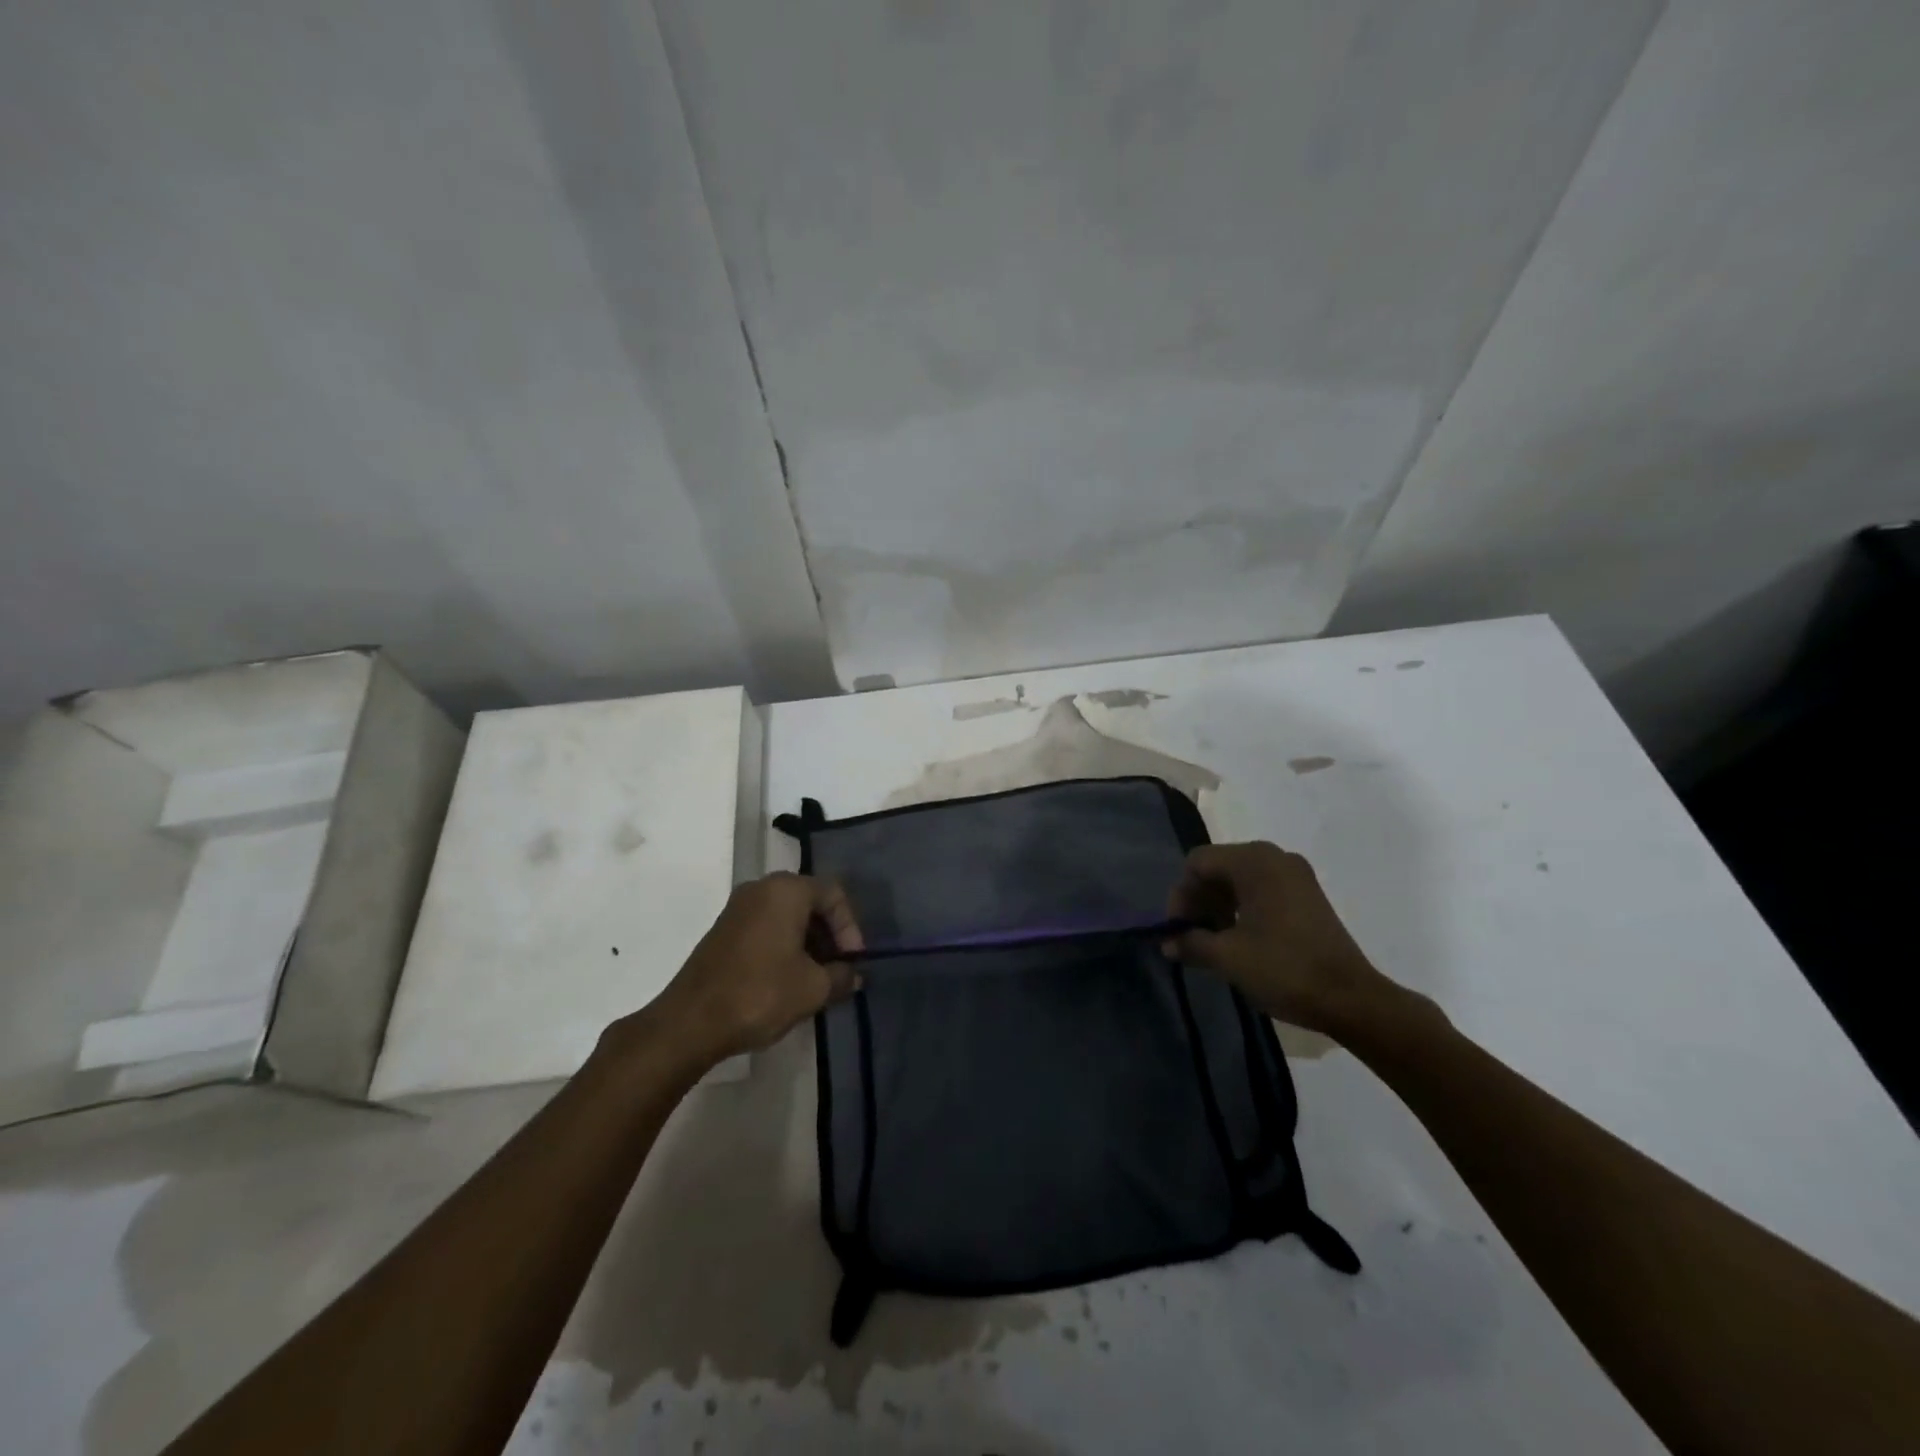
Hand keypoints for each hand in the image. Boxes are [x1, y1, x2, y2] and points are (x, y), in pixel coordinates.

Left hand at [630, 872, 864, 1068]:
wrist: (690, 1022)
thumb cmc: (760, 994)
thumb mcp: (813, 988)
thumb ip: (842, 976)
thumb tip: (853, 975)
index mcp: (786, 890)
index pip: (833, 894)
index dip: (850, 927)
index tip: (852, 961)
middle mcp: (761, 888)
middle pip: (809, 901)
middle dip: (830, 934)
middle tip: (838, 968)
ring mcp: (738, 908)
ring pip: (787, 915)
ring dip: (808, 941)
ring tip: (817, 978)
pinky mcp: (723, 929)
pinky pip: (766, 926)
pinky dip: (784, 945)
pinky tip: (788, 978)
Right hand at [1166, 842, 1404, 1039]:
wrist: (1351, 999)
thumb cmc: (1284, 969)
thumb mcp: (1227, 957)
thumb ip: (1191, 943)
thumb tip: (1167, 943)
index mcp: (1254, 861)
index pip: (1198, 863)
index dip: (1181, 895)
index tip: (1177, 930)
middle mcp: (1275, 857)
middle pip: (1219, 867)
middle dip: (1199, 899)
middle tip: (1191, 935)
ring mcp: (1295, 874)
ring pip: (1240, 878)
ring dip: (1219, 904)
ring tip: (1213, 940)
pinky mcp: (1308, 894)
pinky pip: (1262, 888)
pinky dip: (1242, 907)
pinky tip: (1239, 938)